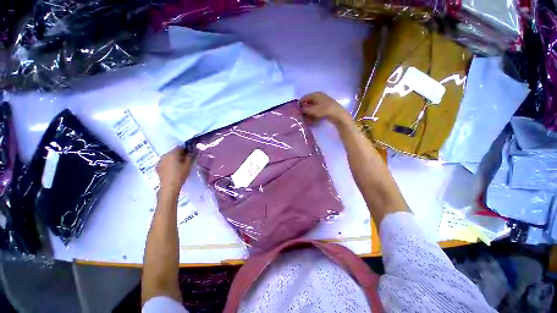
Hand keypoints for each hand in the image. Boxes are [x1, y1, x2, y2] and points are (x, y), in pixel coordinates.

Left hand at [156, 146, 193, 195]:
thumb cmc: (180, 174)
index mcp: (173, 153)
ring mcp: (160, 161)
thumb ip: (191, 156)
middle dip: (179, 155)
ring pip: (169, 157)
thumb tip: (192, 151)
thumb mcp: (188, 165)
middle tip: (185, 161)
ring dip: (174, 160)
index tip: (190, 155)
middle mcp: (165, 155)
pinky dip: (169, 164)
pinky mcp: (157, 168)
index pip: (180, 147)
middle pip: (173, 152)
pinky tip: (172, 170)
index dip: (186, 150)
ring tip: (179, 166)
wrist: (169, 186)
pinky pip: (165, 163)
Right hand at [300, 92, 350, 125]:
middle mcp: (319, 97)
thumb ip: (305, 110)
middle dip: (305, 110)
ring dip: (309, 113)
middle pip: (308, 103)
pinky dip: (314, 115)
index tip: (297, 111)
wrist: (338, 115)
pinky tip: (312, 120)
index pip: (304, 98)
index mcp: (315, 94)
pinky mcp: (326, 108)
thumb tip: (301, 109)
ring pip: (313, 107)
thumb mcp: (312, 110)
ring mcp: (323, 102)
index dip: (300, 104)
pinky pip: (317, 111)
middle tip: (301, 116)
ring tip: (306, 120)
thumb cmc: (324, 110)